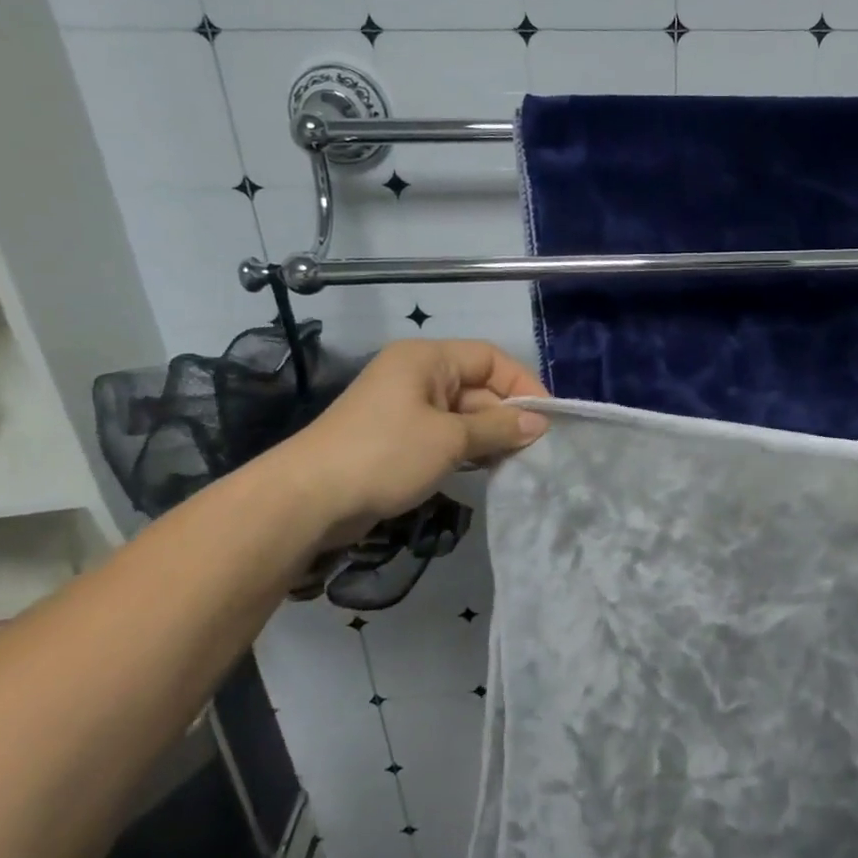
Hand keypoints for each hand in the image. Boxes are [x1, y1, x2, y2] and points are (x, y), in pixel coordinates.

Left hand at [274, 339, 547, 537]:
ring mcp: (406, 408)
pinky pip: (445, 436)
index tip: (548, 418)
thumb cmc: (385, 454)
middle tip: (536, 449)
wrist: (309, 498)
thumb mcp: (450, 439)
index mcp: (427, 359)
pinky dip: (468, 449)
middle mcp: (417, 376)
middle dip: (508, 415)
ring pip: (464, 414)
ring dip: (490, 436)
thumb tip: (540, 424)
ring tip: (518, 461)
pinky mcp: (398, 439)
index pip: (490, 359)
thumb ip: (499, 428)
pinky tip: (488, 469)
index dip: (522, 383)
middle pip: (478, 387)